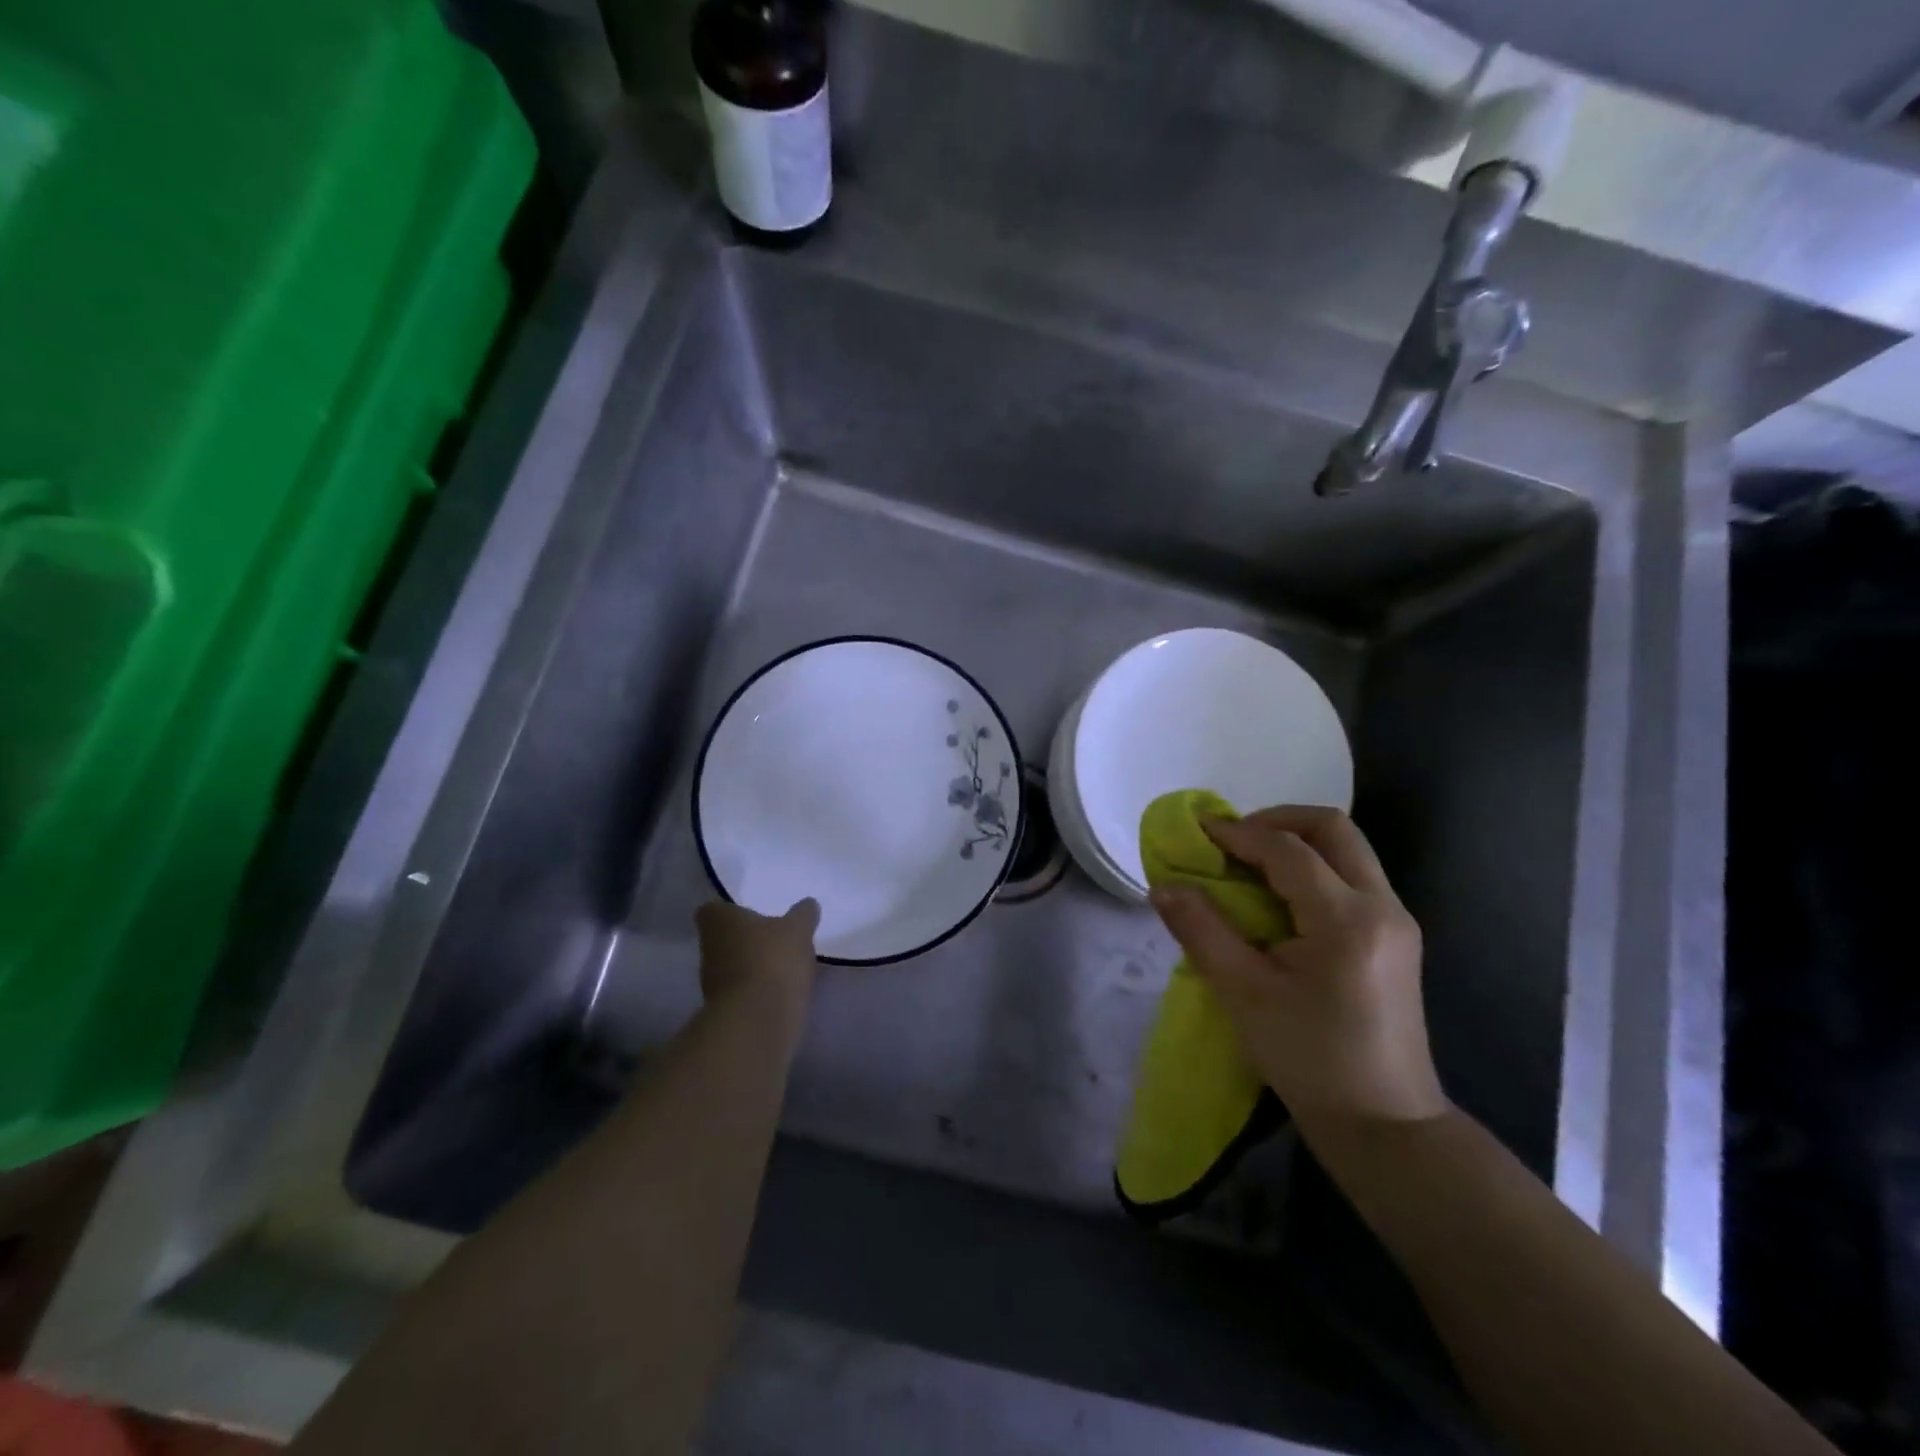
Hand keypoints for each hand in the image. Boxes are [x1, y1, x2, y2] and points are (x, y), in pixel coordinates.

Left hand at [693, 899, 820, 1009]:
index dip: (729, 910)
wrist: (757, 1021)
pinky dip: (758, 989)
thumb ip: (803, 915)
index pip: (711, 909)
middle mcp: (708, 948)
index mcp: (718, 921)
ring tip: (783, 965)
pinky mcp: (724, 1010)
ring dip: (752, 965)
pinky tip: (781, 989)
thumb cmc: (772, 960)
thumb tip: (808, 904)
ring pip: (732, 966)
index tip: (751, 913)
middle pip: (723, 938)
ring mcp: (712, 983)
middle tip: (774, 937)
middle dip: (746, 939)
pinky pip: (743, 991)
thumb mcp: (798, 929)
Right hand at [1148, 807, 1446, 1135]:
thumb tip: (1162, 886)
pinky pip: (1353, 876)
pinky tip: (1278, 896)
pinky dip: (1313, 866)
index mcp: (1346, 920)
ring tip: (1249, 863)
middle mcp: (1382, 907)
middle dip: (1276, 820)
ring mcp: (1397, 920)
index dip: (1237, 832)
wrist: (1386, 1127)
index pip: (1287, 849)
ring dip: (1296, 841)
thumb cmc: (1310, 1061)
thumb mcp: (1244, 995)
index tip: (1197, 832)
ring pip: (1348, 849)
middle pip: (1332, 828)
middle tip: (1232, 840)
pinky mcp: (1397, 937)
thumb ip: (1202, 930)